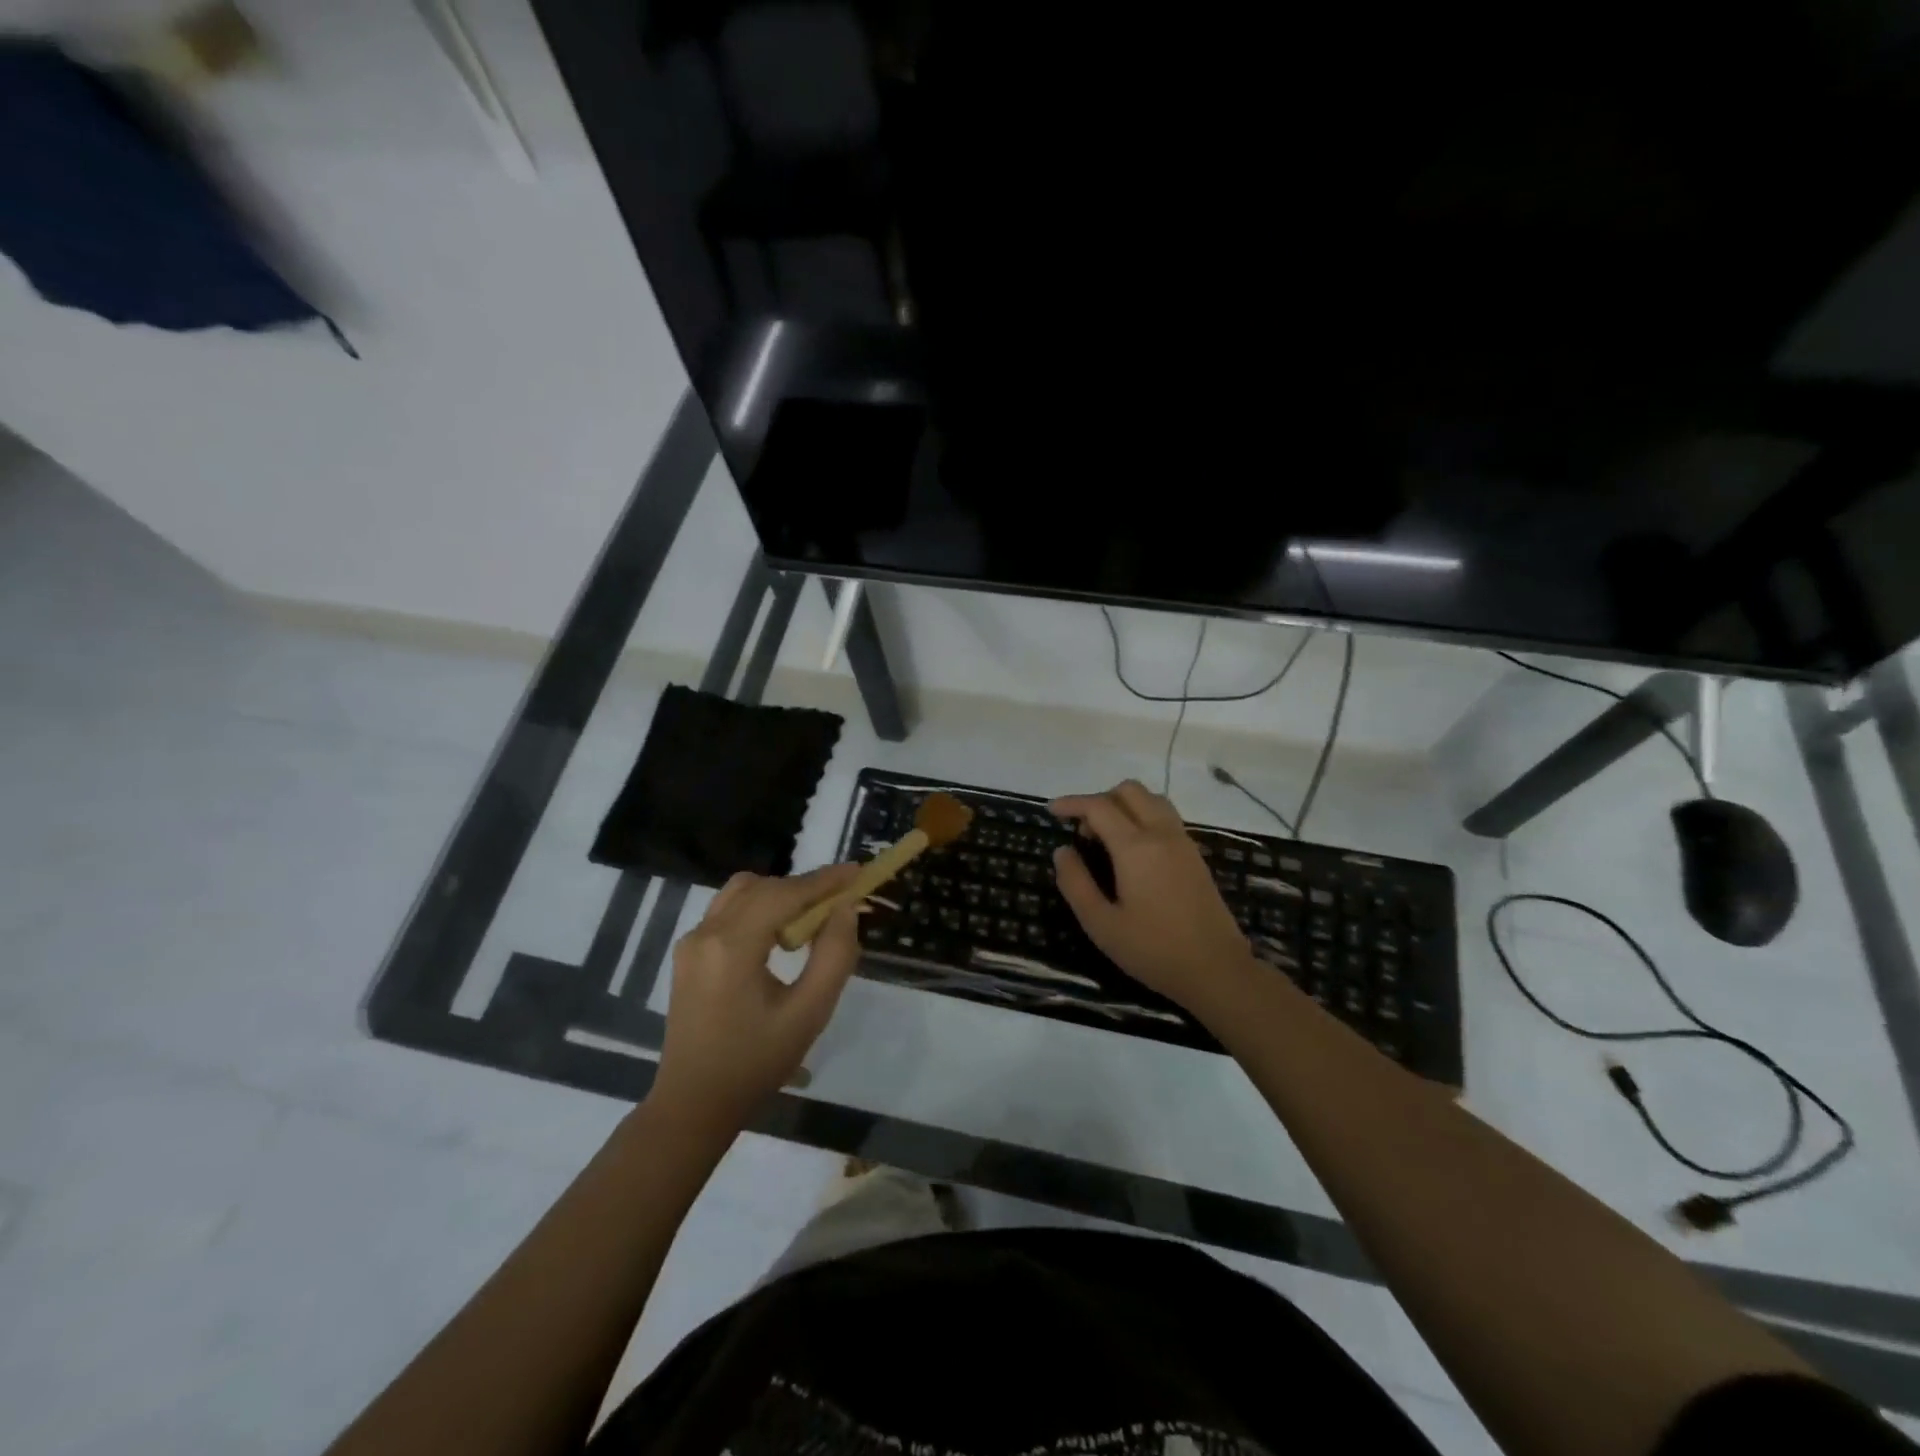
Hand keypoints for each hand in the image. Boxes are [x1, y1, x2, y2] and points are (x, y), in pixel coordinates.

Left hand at [654, 864, 862, 1127]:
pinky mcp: (688, 954)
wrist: (694, 1104)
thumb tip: (845, 909)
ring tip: (811, 918)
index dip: (824, 880)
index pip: (785, 894)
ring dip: (780, 895)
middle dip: (805, 887)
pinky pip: (728, 911)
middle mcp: (706, 933)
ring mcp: (691, 942)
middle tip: (842, 900)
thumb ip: (834, 956)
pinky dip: (760, 908)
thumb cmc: (756, 1063)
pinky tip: (779, 935)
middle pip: (763, 887)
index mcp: (733, 946)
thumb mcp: (809, 1013)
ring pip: (742, 893)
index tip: (858, 872)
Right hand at [1051, 780, 1253, 1010]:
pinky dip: (1143, 816)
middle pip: (1129, 791)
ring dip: (1124, 805)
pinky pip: (1166, 816)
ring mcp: (1183, 842)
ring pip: (1151, 799)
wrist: (1217, 970)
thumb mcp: (1101, 924)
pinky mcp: (1195, 855)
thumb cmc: (1153, 950)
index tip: (1051, 811)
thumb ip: (1076, 883)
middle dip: (1100, 799)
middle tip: (1082, 831)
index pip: (1099, 806)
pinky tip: (1132, 850)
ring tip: (1106, 837)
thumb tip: (1062, 851)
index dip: (1072, 803)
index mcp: (1136, 847)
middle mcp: (1161, 833)